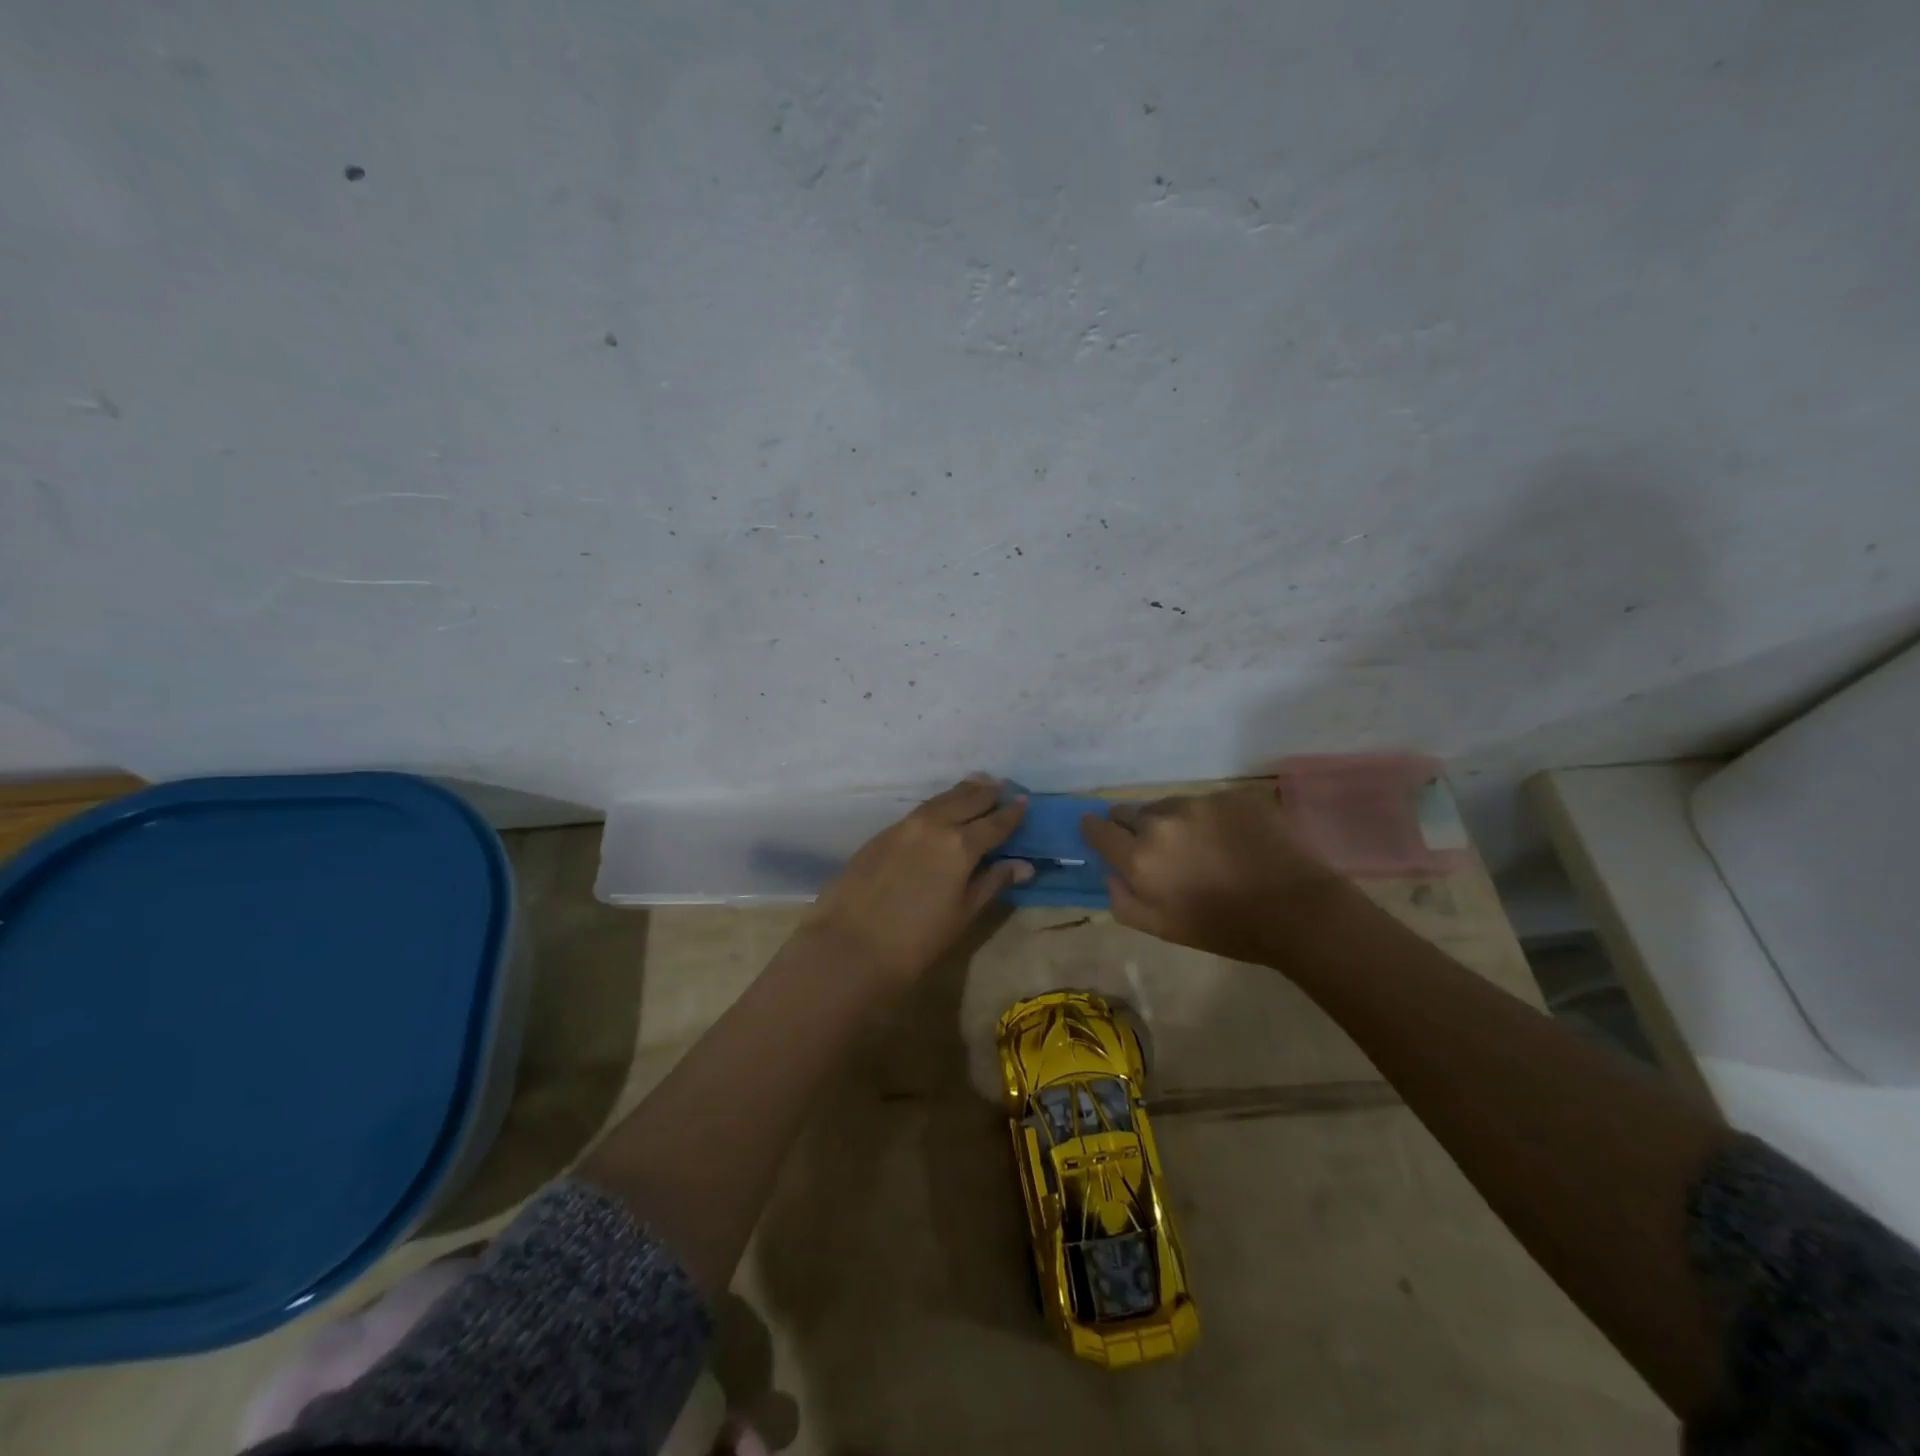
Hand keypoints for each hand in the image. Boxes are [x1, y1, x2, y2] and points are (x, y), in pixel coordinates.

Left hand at [803, 777, 1031, 984]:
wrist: (852, 945)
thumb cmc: (917, 940)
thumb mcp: (963, 914)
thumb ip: (992, 882)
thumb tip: (1023, 865)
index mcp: (961, 845)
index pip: (995, 822)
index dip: (1012, 813)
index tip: (1025, 802)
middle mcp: (935, 825)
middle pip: (967, 800)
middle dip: (987, 793)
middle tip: (1002, 786)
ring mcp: (905, 826)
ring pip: (940, 800)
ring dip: (961, 792)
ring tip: (976, 785)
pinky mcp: (883, 833)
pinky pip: (919, 810)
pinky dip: (937, 804)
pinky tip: (940, 809)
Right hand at [1079, 783, 1350, 963]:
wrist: (1295, 909)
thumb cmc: (1225, 928)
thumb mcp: (1163, 929)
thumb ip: (1124, 901)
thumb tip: (1111, 874)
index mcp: (1140, 857)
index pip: (1098, 829)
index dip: (1094, 830)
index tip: (1098, 833)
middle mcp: (1162, 821)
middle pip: (1130, 812)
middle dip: (1134, 827)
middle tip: (1156, 848)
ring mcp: (1199, 803)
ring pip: (1168, 804)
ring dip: (1171, 821)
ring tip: (1198, 845)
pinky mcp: (1230, 795)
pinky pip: (1205, 802)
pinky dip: (1208, 818)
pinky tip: (1229, 839)